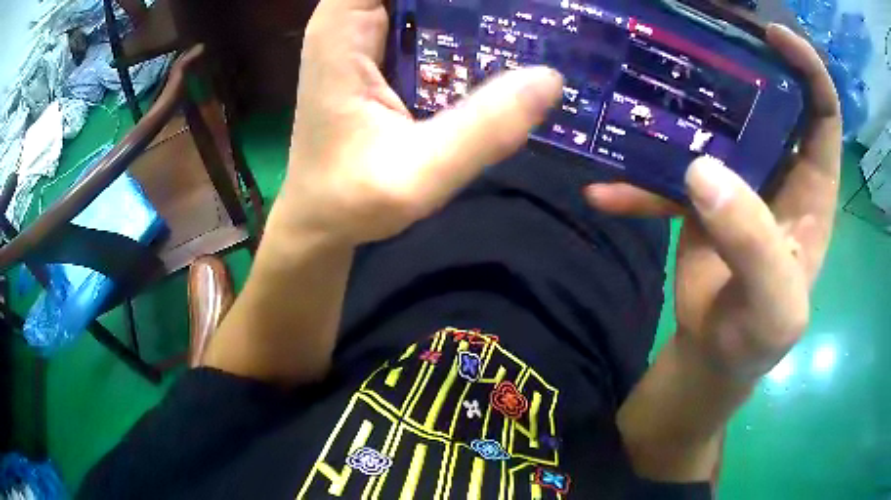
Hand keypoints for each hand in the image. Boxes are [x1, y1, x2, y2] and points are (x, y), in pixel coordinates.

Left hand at [272, 0, 562, 245]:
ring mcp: (365, 35)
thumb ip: (483, 127)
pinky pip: (426, 19)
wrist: (319, 218)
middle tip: (533, 10)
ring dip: (470, 7)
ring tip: (526, 20)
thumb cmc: (350, 199)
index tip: (508, 1)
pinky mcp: (381, 53)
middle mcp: (350, 20)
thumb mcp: (419, 172)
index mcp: (343, 27)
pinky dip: (462, 23)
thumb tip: (551, 79)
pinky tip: (500, 41)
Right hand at [586, 25, 841, 378]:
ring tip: (635, 92)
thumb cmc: (758, 336)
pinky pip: (668, 173)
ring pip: (714, 122)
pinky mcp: (700, 194)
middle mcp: (779, 170)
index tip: (773, 36)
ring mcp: (738, 177)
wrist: (717, 353)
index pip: (822, 110)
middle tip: (693, 34)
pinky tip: (604, 192)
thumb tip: (702, 171)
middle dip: (736, 61)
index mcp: (812, 187)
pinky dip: (637, 183)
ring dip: (676, 109)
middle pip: (765, 96)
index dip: (807, 67)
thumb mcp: (773, 308)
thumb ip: (753, 244)